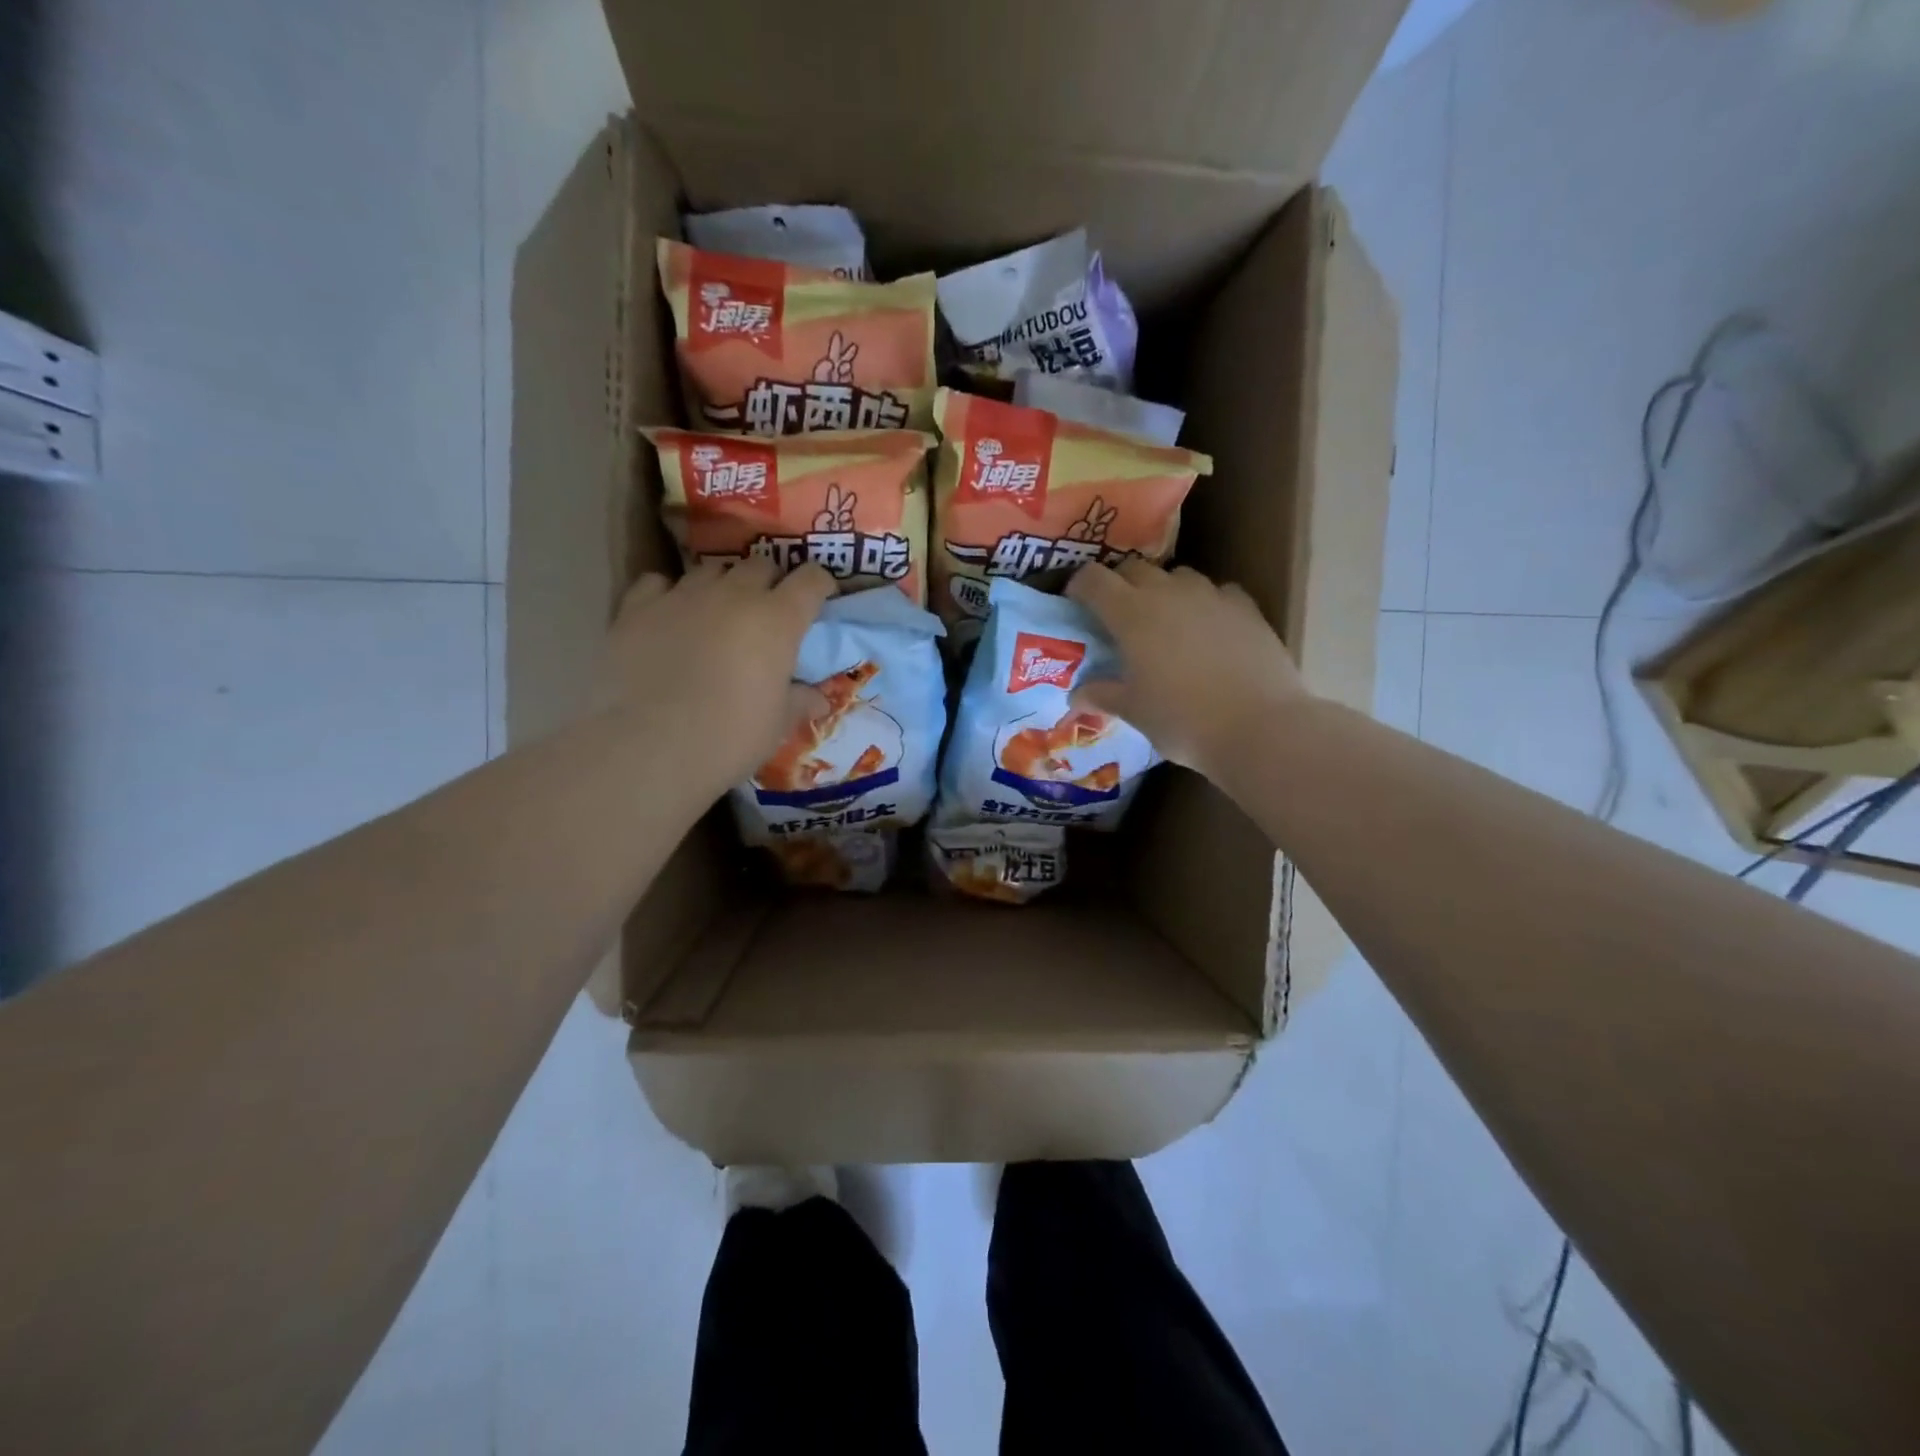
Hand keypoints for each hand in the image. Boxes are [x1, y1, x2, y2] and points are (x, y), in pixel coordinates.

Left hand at [593, 559, 835, 796]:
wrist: (652, 746)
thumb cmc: (732, 736)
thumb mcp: (778, 724)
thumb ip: (800, 701)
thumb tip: (820, 700)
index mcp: (778, 619)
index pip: (810, 580)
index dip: (820, 584)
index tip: (821, 596)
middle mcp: (734, 594)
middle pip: (760, 565)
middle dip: (769, 581)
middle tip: (767, 610)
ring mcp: (683, 595)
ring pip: (710, 569)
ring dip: (722, 585)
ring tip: (717, 612)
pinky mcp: (638, 607)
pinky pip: (658, 583)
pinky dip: (668, 593)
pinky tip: (668, 616)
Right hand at [1066, 560, 1310, 782]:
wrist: (1259, 727)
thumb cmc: (1183, 721)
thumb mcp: (1134, 712)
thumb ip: (1102, 695)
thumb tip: (1076, 694)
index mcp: (1131, 614)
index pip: (1093, 580)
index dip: (1078, 586)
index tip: (1074, 602)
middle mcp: (1168, 593)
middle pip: (1134, 568)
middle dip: (1119, 584)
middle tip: (1116, 614)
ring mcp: (1211, 596)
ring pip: (1177, 576)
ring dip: (1163, 590)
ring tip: (1164, 620)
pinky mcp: (1245, 608)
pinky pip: (1217, 592)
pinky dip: (1204, 603)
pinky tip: (1207, 629)